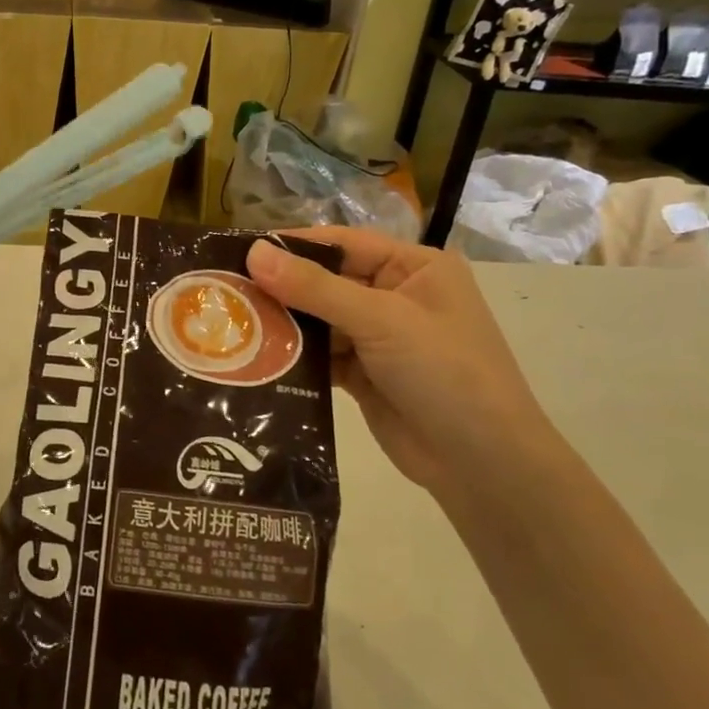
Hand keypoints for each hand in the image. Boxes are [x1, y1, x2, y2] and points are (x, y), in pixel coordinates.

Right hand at [246, 229, 562, 496]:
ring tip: (231, 322)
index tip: (238, 249)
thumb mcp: (381, 320)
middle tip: (225, 290)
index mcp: (414, 268)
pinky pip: (321, 355)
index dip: (293, 245)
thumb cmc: (445, 372)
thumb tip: (254, 252)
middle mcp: (396, 296)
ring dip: (284, 323)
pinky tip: (256, 356)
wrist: (483, 465)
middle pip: (326, 281)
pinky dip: (295, 356)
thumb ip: (315, 287)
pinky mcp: (365, 375)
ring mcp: (380, 338)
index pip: (342, 244)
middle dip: (281, 287)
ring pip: (320, 320)